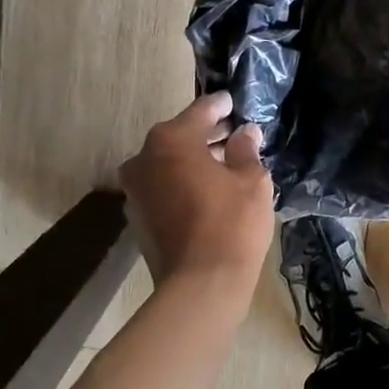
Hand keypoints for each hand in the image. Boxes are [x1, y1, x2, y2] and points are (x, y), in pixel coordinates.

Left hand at [117, 93, 274, 293]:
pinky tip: (207, 191)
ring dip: (193, 160)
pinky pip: (163, 187)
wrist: (200, 285)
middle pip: (180, 136)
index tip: (233, 102)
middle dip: (207, 135)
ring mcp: (136, 189)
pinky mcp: (137, 217)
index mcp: (171, 141)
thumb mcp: (252, 180)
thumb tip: (245, 133)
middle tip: (234, 134)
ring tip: (224, 164)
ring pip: (168, 163)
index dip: (221, 106)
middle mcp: (144, 158)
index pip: (200, 111)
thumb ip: (246, 150)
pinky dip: (182, 182)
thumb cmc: (231, 223)